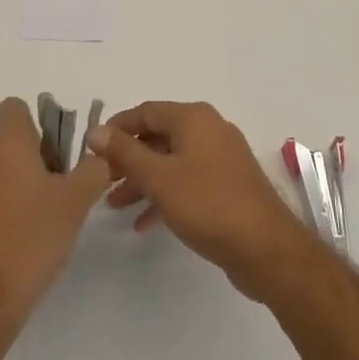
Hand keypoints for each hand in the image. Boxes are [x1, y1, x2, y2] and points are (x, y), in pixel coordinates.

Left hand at [0, 98, 110, 328]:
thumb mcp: (75, 203)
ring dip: (3, 187)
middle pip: (1, 142)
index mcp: (2, 141)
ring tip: (26, 226)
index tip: (52, 158)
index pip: (15, 108)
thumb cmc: (30, 240)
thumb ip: (92, 170)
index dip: (36, 127)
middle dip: (23, 161)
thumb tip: (99, 157)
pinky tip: (3, 245)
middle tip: (48, 196)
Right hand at [87, 101, 315, 301]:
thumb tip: (96, 130)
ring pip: (171, 161)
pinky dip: (165, 195)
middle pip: (158, 136)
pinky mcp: (226, 184)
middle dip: (128, 158)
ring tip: (115, 206)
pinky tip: (144, 223)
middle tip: (101, 181)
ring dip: (143, 180)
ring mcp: (220, 157)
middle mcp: (208, 129)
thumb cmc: (207, 204)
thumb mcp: (159, 178)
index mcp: (193, 118)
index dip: (117, 128)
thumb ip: (125, 153)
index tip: (92, 150)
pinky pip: (187, 180)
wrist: (266, 248)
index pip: (145, 112)